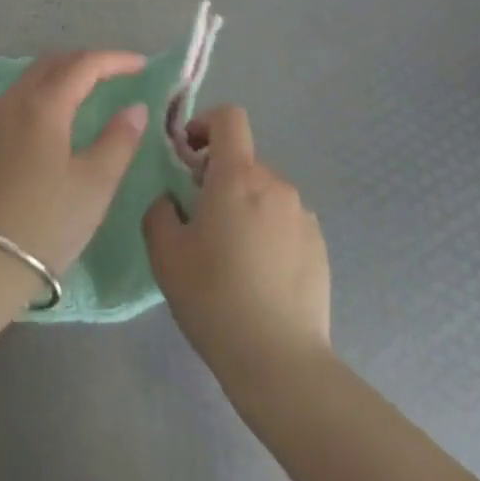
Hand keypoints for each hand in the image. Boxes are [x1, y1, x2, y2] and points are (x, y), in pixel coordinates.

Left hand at [0, 50, 151, 276]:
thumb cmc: (45, 223)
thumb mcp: (94, 185)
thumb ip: (119, 140)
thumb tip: (135, 108)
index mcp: (42, 105)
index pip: (83, 65)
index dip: (115, 60)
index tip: (141, 65)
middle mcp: (12, 101)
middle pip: (52, 63)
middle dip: (86, 62)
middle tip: (115, 74)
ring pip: (29, 80)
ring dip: (60, 77)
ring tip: (86, 92)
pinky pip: (13, 101)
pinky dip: (39, 96)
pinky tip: (50, 120)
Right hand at [143, 105, 331, 390]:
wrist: (280, 363)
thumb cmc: (214, 298)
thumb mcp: (165, 253)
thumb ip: (160, 211)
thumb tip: (172, 200)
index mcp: (238, 176)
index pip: (229, 118)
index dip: (205, 124)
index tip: (188, 155)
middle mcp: (275, 184)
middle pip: (243, 161)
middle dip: (219, 178)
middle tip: (199, 221)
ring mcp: (302, 215)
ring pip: (264, 192)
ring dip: (244, 206)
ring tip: (231, 255)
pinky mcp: (319, 246)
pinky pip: (285, 221)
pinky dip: (268, 232)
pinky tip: (258, 276)